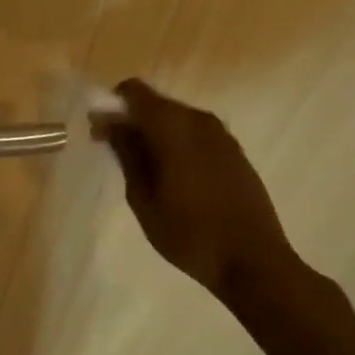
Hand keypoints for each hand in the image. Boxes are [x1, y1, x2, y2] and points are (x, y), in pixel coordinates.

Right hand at [92, 79, 295, 299]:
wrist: (254, 262)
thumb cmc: (189, 232)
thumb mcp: (143, 196)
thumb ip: (126, 152)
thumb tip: (109, 121)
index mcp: (173, 126)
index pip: (134, 91)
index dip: (112, 105)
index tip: (100, 132)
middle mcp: (199, 121)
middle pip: (156, 104)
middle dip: (132, 121)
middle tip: (115, 152)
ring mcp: (222, 136)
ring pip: (177, 120)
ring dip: (155, 133)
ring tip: (143, 169)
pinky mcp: (235, 153)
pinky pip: (196, 135)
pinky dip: (177, 144)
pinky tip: (173, 177)